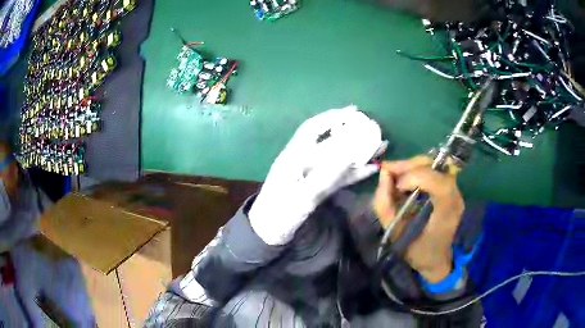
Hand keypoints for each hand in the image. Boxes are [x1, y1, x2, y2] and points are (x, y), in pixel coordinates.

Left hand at [250, 106, 387, 244]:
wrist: (270, 233)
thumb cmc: (279, 213)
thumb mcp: (301, 196)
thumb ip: (325, 176)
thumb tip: (349, 154)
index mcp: (294, 156)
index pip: (313, 129)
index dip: (331, 117)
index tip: (352, 111)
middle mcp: (305, 161)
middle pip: (331, 143)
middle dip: (351, 134)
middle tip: (372, 128)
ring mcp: (314, 175)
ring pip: (338, 159)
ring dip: (358, 153)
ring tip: (380, 146)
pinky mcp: (320, 187)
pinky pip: (339, 176)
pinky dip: (355, 172)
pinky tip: (371, 168)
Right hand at [373, 156, 463, 282]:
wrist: (435, 259)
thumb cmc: (416, 251)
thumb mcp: (394, 233)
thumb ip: (384, 204)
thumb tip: (384, 174)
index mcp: (446, 212)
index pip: (438, 182)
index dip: (415, 177)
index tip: (396, 187)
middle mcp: (455, 197)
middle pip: (435, 167)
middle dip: (409, 166)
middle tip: (388, 172)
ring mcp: (456, 191)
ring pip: (434, 165)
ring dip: (412, 166)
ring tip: (394, 176)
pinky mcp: (452, 189)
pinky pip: (434, 171)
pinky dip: (417, 171)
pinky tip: (406, 181)